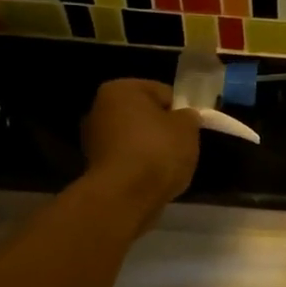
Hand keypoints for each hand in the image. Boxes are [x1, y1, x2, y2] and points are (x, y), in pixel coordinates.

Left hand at [80, 80, 200, 229]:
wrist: (125, 197)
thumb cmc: (157, 151)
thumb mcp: (188, 128)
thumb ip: (189, 116)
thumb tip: (184, 117)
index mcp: (121, 89)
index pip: (163, 92)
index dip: (181, 110)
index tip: (191, 129)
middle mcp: (99, 108)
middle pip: (145, 115)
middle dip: (163, 129)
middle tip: (182, 146)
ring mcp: (93, 139)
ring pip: (135, 138)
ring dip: (151, 148)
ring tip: (169, 166)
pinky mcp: (94, 167)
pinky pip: (127, 159)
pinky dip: (140, 166)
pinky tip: (153, 178)